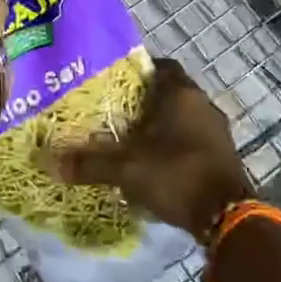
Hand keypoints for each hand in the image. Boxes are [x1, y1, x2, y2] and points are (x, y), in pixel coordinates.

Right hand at [47, 59, 252, 239]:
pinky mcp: (224, 154)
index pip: (160, 66)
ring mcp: (217, 130)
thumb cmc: (176, 174)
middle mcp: (203, 104)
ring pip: (184, 117)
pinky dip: (176, 145)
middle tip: (116, 112)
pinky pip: (194, 139)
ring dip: (162, 125)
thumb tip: (54, 162)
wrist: (226, 216)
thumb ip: (91, 163)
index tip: (115, 82)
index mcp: (181, 94)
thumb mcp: (127, 169)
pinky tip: (156, 163)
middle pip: (171, 92)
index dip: (138, 71)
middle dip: (145, 101)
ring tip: (132, 139)